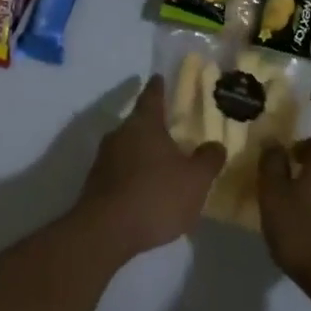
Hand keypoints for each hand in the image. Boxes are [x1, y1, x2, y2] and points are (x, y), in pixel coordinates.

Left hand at [77, 76, 225, 259]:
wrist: (105, 232)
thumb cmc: (155, 196)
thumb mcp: (195, 180)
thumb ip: (208, 159)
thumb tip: (215, 145)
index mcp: (144, 124)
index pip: (152, 96)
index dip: (158, 87)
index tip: (160, 77)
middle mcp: (120, 134)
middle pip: (139, 122)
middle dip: (155, 125)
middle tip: (173, 130)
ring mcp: (104, 159)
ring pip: (128, 147)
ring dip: (144, 152)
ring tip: (163, 164)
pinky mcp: (96, 184)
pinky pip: (120, 170)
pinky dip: (134, 174)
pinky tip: (147, 191)